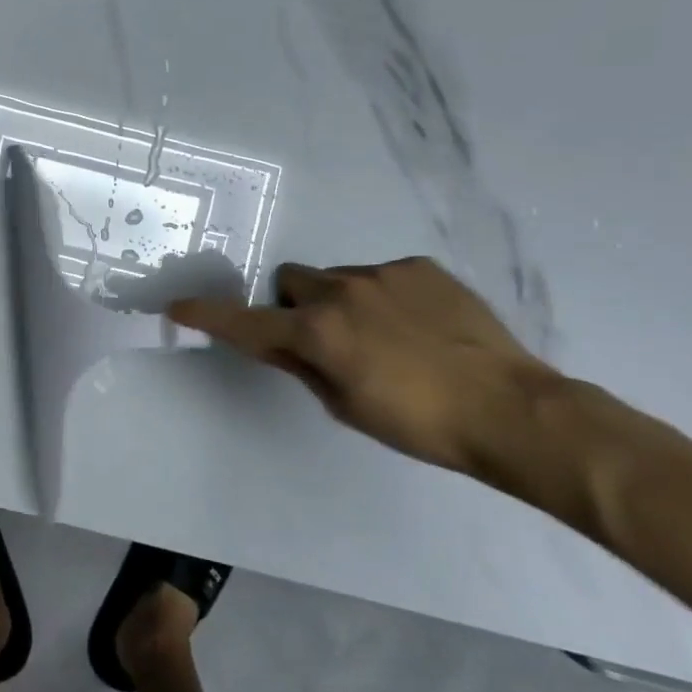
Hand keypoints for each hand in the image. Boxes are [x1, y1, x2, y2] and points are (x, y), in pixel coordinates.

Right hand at [169, 257, 561, 472]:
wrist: (512, 409)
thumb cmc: (420, 424)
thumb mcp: (346, 405)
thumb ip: (303, 366)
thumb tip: (279, 342)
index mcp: (318, 332)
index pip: (247, 321)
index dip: (209, 315)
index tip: (178, 305)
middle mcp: (340, 292)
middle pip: (291, 282)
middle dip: (296, 305)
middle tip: (327, 339)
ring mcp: (382, 274)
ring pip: (336, 277)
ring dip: (341, 301)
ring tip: (387, 336)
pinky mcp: (419, 266)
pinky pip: (381, 275)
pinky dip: (384, 296)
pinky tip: (420, 325)